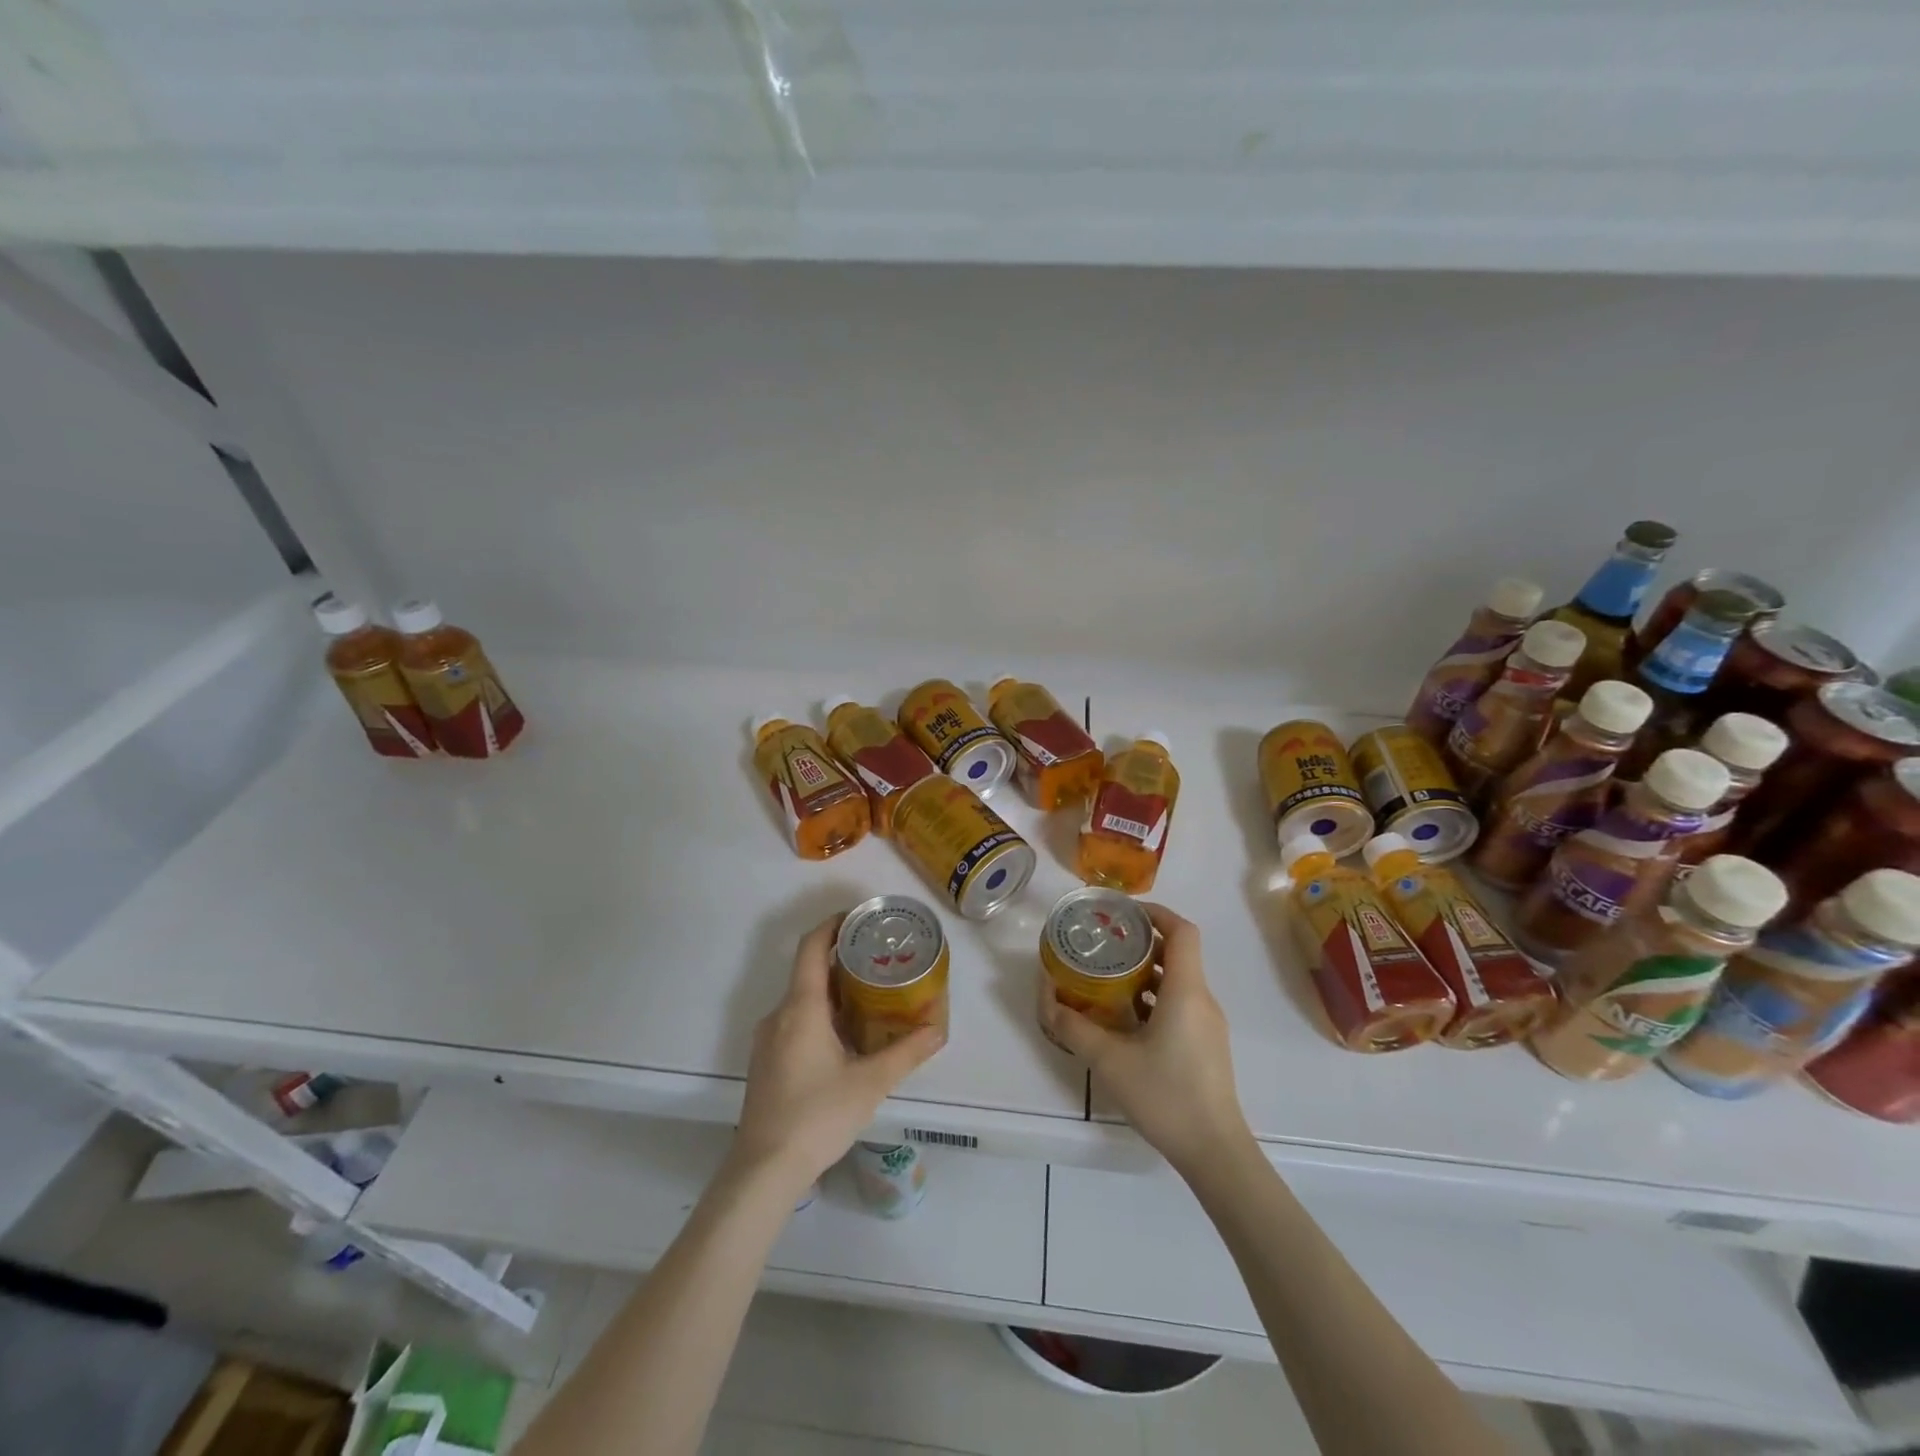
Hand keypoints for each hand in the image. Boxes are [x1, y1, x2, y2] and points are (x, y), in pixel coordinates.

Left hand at [732, 917, 944, 1194]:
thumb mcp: (870, 1083)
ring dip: (834, 991)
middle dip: (843, 961)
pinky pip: (795, 1021)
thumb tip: (938, 1030)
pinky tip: (846, 1037)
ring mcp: (768, 1039)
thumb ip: (906, 1053)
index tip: (860, 918)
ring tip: (871, 996)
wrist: (764, 1170)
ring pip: (802, 999)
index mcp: (801, 1007)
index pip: (812, 947)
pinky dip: (821, 1014)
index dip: (833, 925)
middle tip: (880, 960)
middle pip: (809, 971)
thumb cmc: (817, 1116)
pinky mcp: (766, 1061)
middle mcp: (779, 1014)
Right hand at [1039, 904, 1251, 1175]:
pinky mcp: (1205, 1045)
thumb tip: (1047, 1000)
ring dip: (1145, 970)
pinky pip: (1180, 1003)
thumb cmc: (1166, 1096)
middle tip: (1104, 942)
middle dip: (1141, 940)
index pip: (1182, 930)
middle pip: (1178, 952)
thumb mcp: (1109, 1061)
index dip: (1155, 912)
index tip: (1122, 912)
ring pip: (1178, 979)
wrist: (1215, 1152)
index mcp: (1186, 991)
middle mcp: (1202, 999)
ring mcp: (1207, 1024)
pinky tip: (1125, 1017)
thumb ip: (1074, 1028)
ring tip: (1107, 976)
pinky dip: (1153, 996)